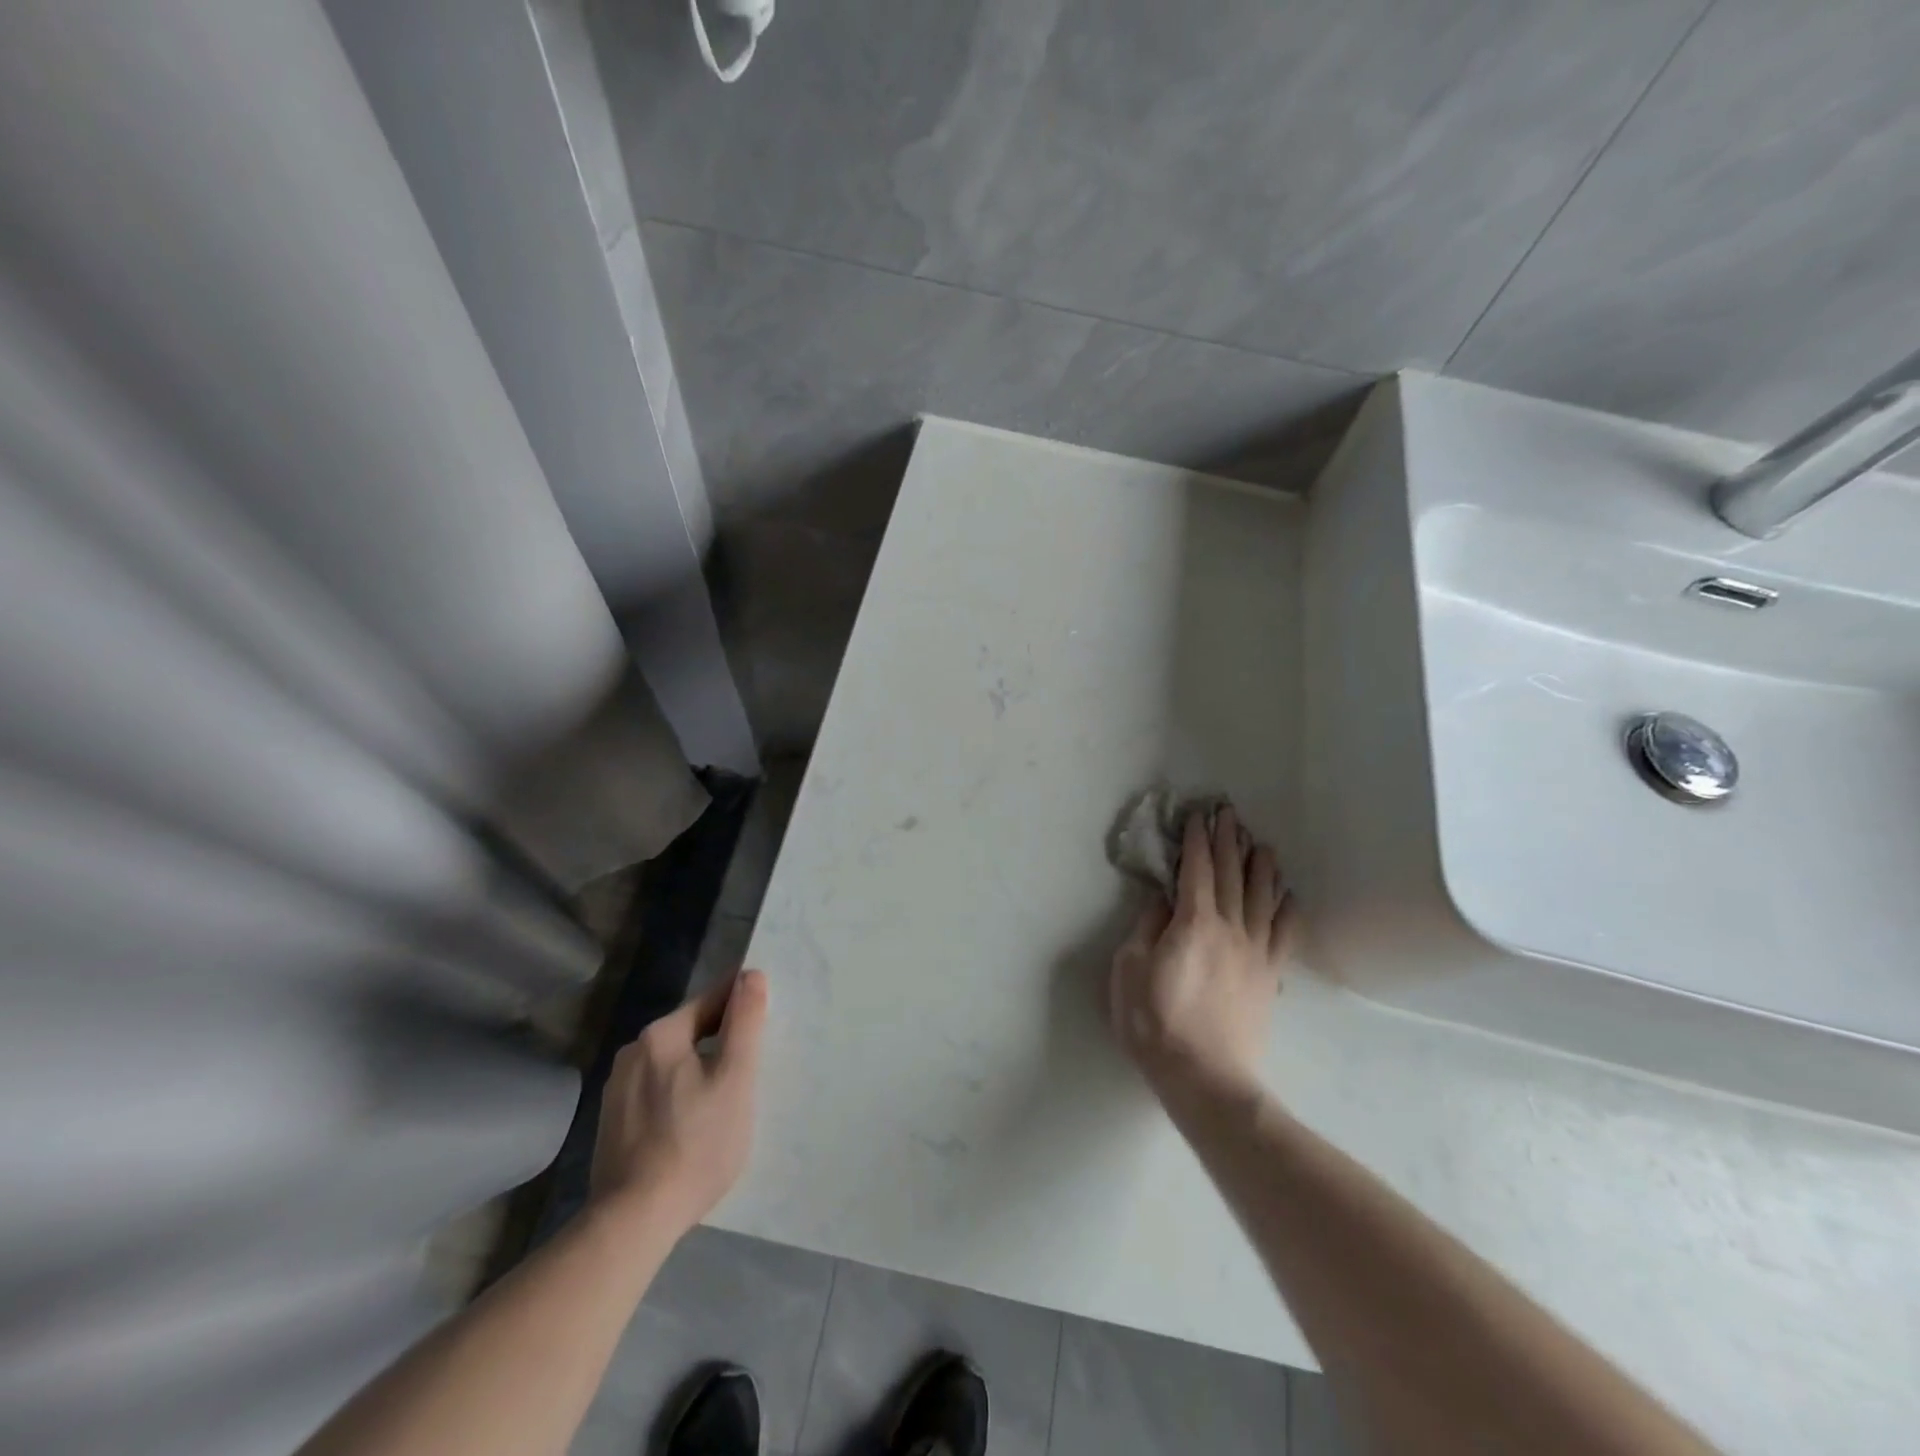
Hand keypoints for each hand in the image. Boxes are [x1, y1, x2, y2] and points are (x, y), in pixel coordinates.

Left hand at [589, 969, 768, 1238]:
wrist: (633, 1221)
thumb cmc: (696, 1143)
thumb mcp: (735, 1078)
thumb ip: (745, 1022)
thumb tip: (750, 974)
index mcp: (660, 1034)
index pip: (712, 1000)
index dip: (743, 1006)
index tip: (767, 1023)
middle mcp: (633, 1052)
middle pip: (691, 1031)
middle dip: (722, 1042)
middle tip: (752, 1069)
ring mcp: (617, 1089)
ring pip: (673, 1063)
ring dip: (700, 1070)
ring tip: (725, 1100)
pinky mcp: (612, 1123)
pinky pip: (657, 1091)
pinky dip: (679, 1096)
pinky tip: (693, 1125)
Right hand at [1109, 807, 1295, 1096]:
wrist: (1205, 1078)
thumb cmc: (1155, 1022)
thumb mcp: (1130, 969)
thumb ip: (1147, 928)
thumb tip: (1163, 899)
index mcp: (1193, 923)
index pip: (1196, 870)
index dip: (1197, 840)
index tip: (1198, 815)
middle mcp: (1230, 928)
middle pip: (1231, 875)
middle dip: (1228, 841)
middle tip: (1228, 813)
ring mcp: (1255, 952)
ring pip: (1261, 898)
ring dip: (1260, 866)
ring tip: (1260, 843)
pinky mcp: (1268, 976)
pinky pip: (1283, 934)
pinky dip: (1286, 909)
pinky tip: (1288, 895)